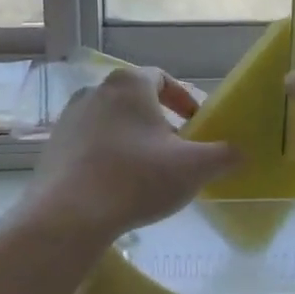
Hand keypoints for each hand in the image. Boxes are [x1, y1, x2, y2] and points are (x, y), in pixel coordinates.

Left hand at [23, 66, 238, 237]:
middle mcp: (96, 90)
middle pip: (136, 101)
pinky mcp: (54, 146)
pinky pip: (90, 143)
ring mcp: (70, 118)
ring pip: (112, 122)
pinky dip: (108, 156)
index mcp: (130, 84)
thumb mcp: (194, 167)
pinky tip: (118, 185)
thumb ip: (224, 155)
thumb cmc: (137, 178)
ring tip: (148, 170)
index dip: (183, 99)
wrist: (69, 214)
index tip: (196, 124)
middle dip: (159, 122)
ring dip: (132, 139)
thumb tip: (240, 153)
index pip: (162, 79)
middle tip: (176, 150)